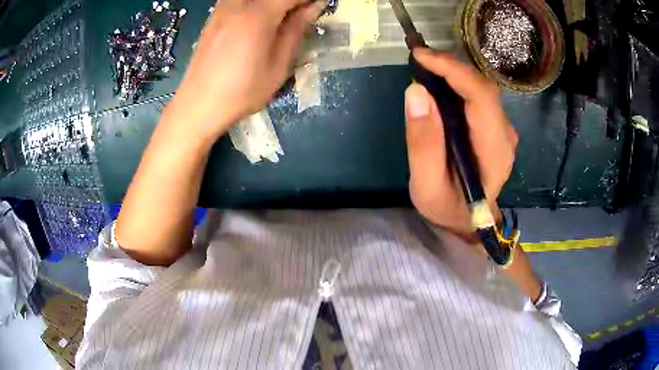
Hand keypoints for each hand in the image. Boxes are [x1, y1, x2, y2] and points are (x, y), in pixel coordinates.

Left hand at [166, 0, 324, 140]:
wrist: (198, 105)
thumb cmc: (241, 91)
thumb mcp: (278, 66)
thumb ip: (295, 30)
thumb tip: (314, 6)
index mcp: (258, 15)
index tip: (319, 6)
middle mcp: (238, 4)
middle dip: (291, 1)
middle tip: (300, 15)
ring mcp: (222, 8)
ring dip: (273, 4)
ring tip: (280, 20)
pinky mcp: (213, 16)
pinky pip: (240, 0)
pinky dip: (255, 5)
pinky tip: (258, 20)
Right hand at [405, 49, 517, 239]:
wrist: (468, 219)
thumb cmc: (448, 207)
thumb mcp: (426, 185)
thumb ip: (423, 143)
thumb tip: (416, 91)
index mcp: (494, 151)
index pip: (482, 98)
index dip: (453, 71)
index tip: (421, 56)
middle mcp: (505, 135)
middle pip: (483, 87)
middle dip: (451, 67)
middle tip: (419, 59)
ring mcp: (503, 129)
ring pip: (481, 88)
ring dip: (453, 72)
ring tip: (425, 68)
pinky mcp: (495, 126)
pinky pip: (478, 96)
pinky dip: (458, 82)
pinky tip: (439, 83)